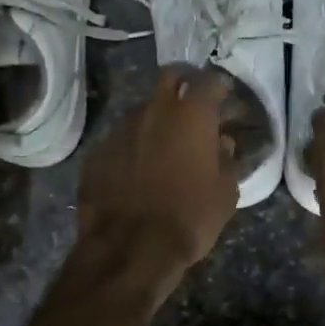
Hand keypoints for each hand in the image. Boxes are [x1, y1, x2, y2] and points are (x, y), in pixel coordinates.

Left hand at [77, 66, 240, 275]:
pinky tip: (137, 168)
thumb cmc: (189, 218)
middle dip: (184, 84)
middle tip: (193, 105)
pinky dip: (133, 145)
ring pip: (143, 108)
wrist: (130, 248)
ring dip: (156, 118)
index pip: (210, 81)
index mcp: (192, 115)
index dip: (220, 88)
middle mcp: (155, 110)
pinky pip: (121, 138)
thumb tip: (221, 143)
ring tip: (164, 143)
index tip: (225, 100)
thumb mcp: (225, 193)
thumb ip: (226, 160)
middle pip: (171, 77)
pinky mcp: (98, 151)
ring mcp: (121, 128)